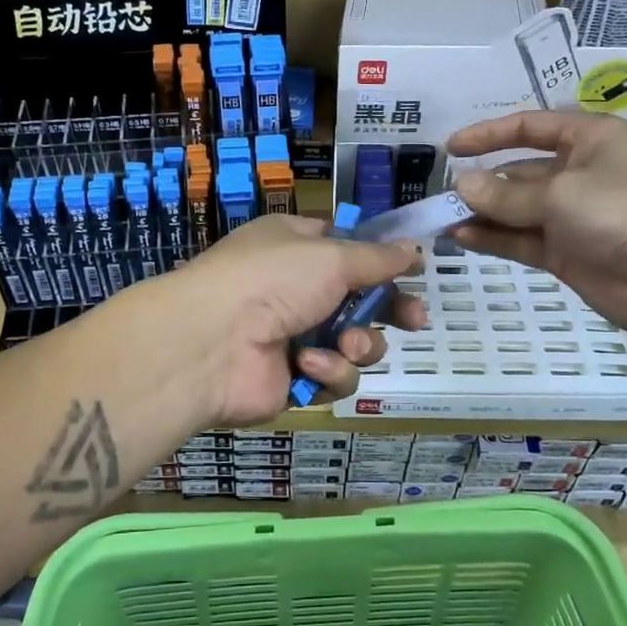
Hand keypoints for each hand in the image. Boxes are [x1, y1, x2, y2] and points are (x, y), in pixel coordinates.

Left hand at [124, 215, 425, 427]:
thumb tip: (414, 248)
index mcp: (296, 247)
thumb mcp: (331, 256)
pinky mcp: (294, 379)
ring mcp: (294, 335)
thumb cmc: (271, 280)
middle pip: (360, 301)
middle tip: (415, 321)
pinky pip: (334, 376)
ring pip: (355, 343)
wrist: (211, 343)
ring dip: (358, 344)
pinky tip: (307, 365)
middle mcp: (295, 288)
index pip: (348, 249)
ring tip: (346, 345)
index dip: (382, 261)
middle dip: (389, 311)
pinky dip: (328, 371)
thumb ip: (377, 258)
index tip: (413, 271)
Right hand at [448, 110, 626, 337]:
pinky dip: (493, 238)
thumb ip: (505, 193)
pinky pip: (521, 240)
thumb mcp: (559, 193)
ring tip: (442, 219)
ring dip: (482, 213)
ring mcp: (573, 216)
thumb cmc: (622, 211)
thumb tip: (461, 185)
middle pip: (520, 172)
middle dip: (483, 182)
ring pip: (517, 210)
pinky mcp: (567, 253)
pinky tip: (461, 237)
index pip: (531, 127)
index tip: (452, 148)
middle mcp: (580, 173)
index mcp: (590, 140)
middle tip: (441, 195)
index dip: (490, 134)